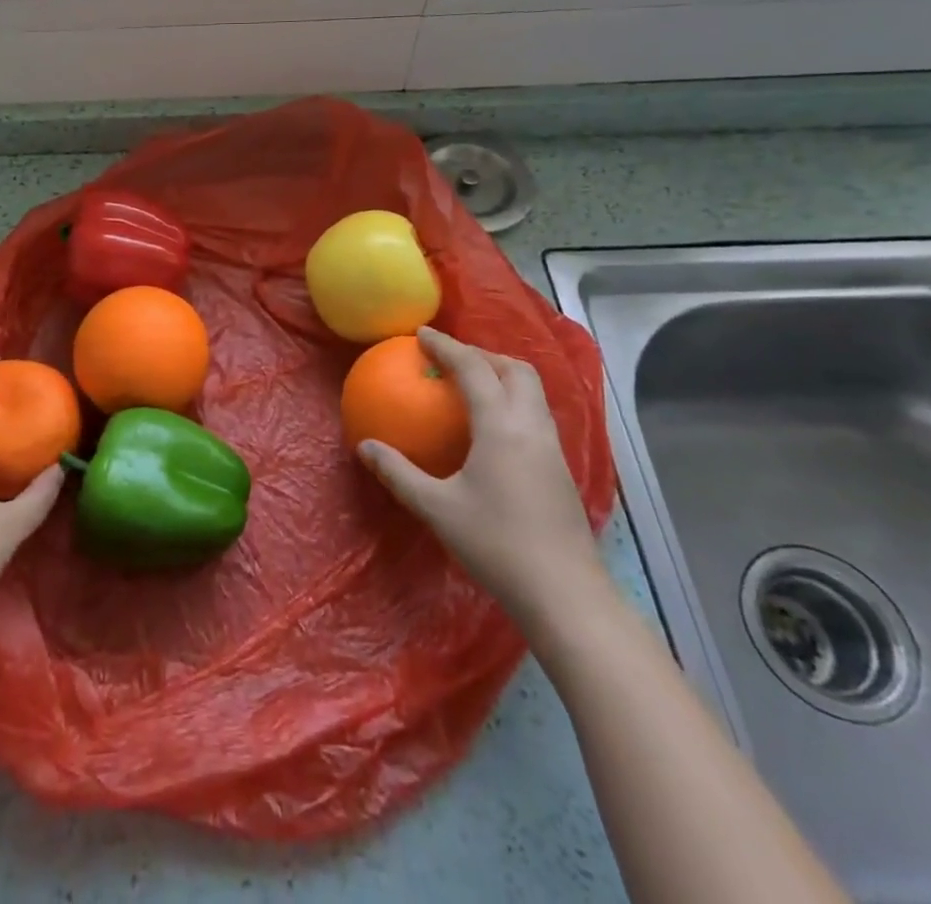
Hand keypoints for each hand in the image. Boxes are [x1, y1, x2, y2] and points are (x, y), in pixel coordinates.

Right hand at [358, 328, 608, 632]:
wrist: (565, 595)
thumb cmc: (496, 545)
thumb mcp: (437, 508)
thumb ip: (399, 473)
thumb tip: (365, 447)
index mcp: (501, 427)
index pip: (474, 369)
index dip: (447, 346)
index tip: (422, 335)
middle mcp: (532, 427)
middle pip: (516, 370)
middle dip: (483, 354)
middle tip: (451, 359)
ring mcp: (552, 448)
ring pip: (532, 392)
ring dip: (502, 376)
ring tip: (472, 385)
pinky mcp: (560, 469)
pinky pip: (536, 415)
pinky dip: (513, 402)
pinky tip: (493, 429)